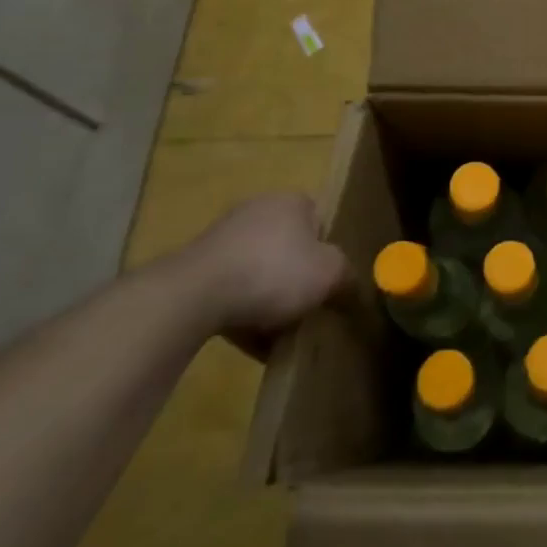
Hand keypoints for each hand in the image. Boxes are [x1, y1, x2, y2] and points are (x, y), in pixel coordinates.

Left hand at [174, 193, 351, 355]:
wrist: (194, 296)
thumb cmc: (274, 272)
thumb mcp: (330, 274)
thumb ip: (348, 276)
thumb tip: (352, 287)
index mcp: (292, 202)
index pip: (320, 222)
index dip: (328, 253)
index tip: (330, 282)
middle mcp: (257, 210)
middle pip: (289, 248)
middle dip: (298, 279)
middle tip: (308, 308)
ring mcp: (221, 240)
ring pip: (258, 272)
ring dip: (269, 300)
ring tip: (281, 334)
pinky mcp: (195, 270)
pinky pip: (230, 292)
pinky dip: (242, 313)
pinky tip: (253, 344)